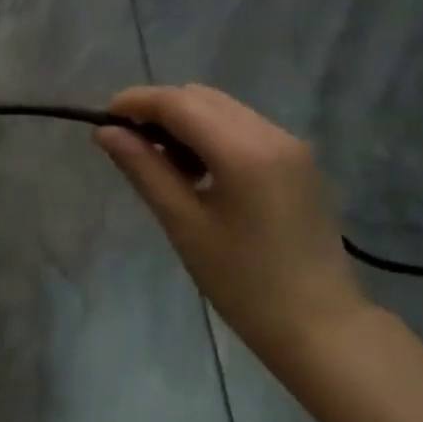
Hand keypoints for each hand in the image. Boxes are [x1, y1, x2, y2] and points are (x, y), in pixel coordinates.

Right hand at [95, 85, 370, 359]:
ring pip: (222, 109)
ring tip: (166, 167)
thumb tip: (106, 132)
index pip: (178, 103)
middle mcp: (272, 134)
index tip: (103, 119)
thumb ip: (144, 169)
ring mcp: (291, 144)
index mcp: (243, 152)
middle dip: (159, 111)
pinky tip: (200, 174)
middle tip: (131, 148)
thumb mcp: (183, 224)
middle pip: (200, 97)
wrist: (319, 324)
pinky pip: (243, 127)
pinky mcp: (299, 159)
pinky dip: (211, 135)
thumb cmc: (242, 282)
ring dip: (185, 122)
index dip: (135, 102)